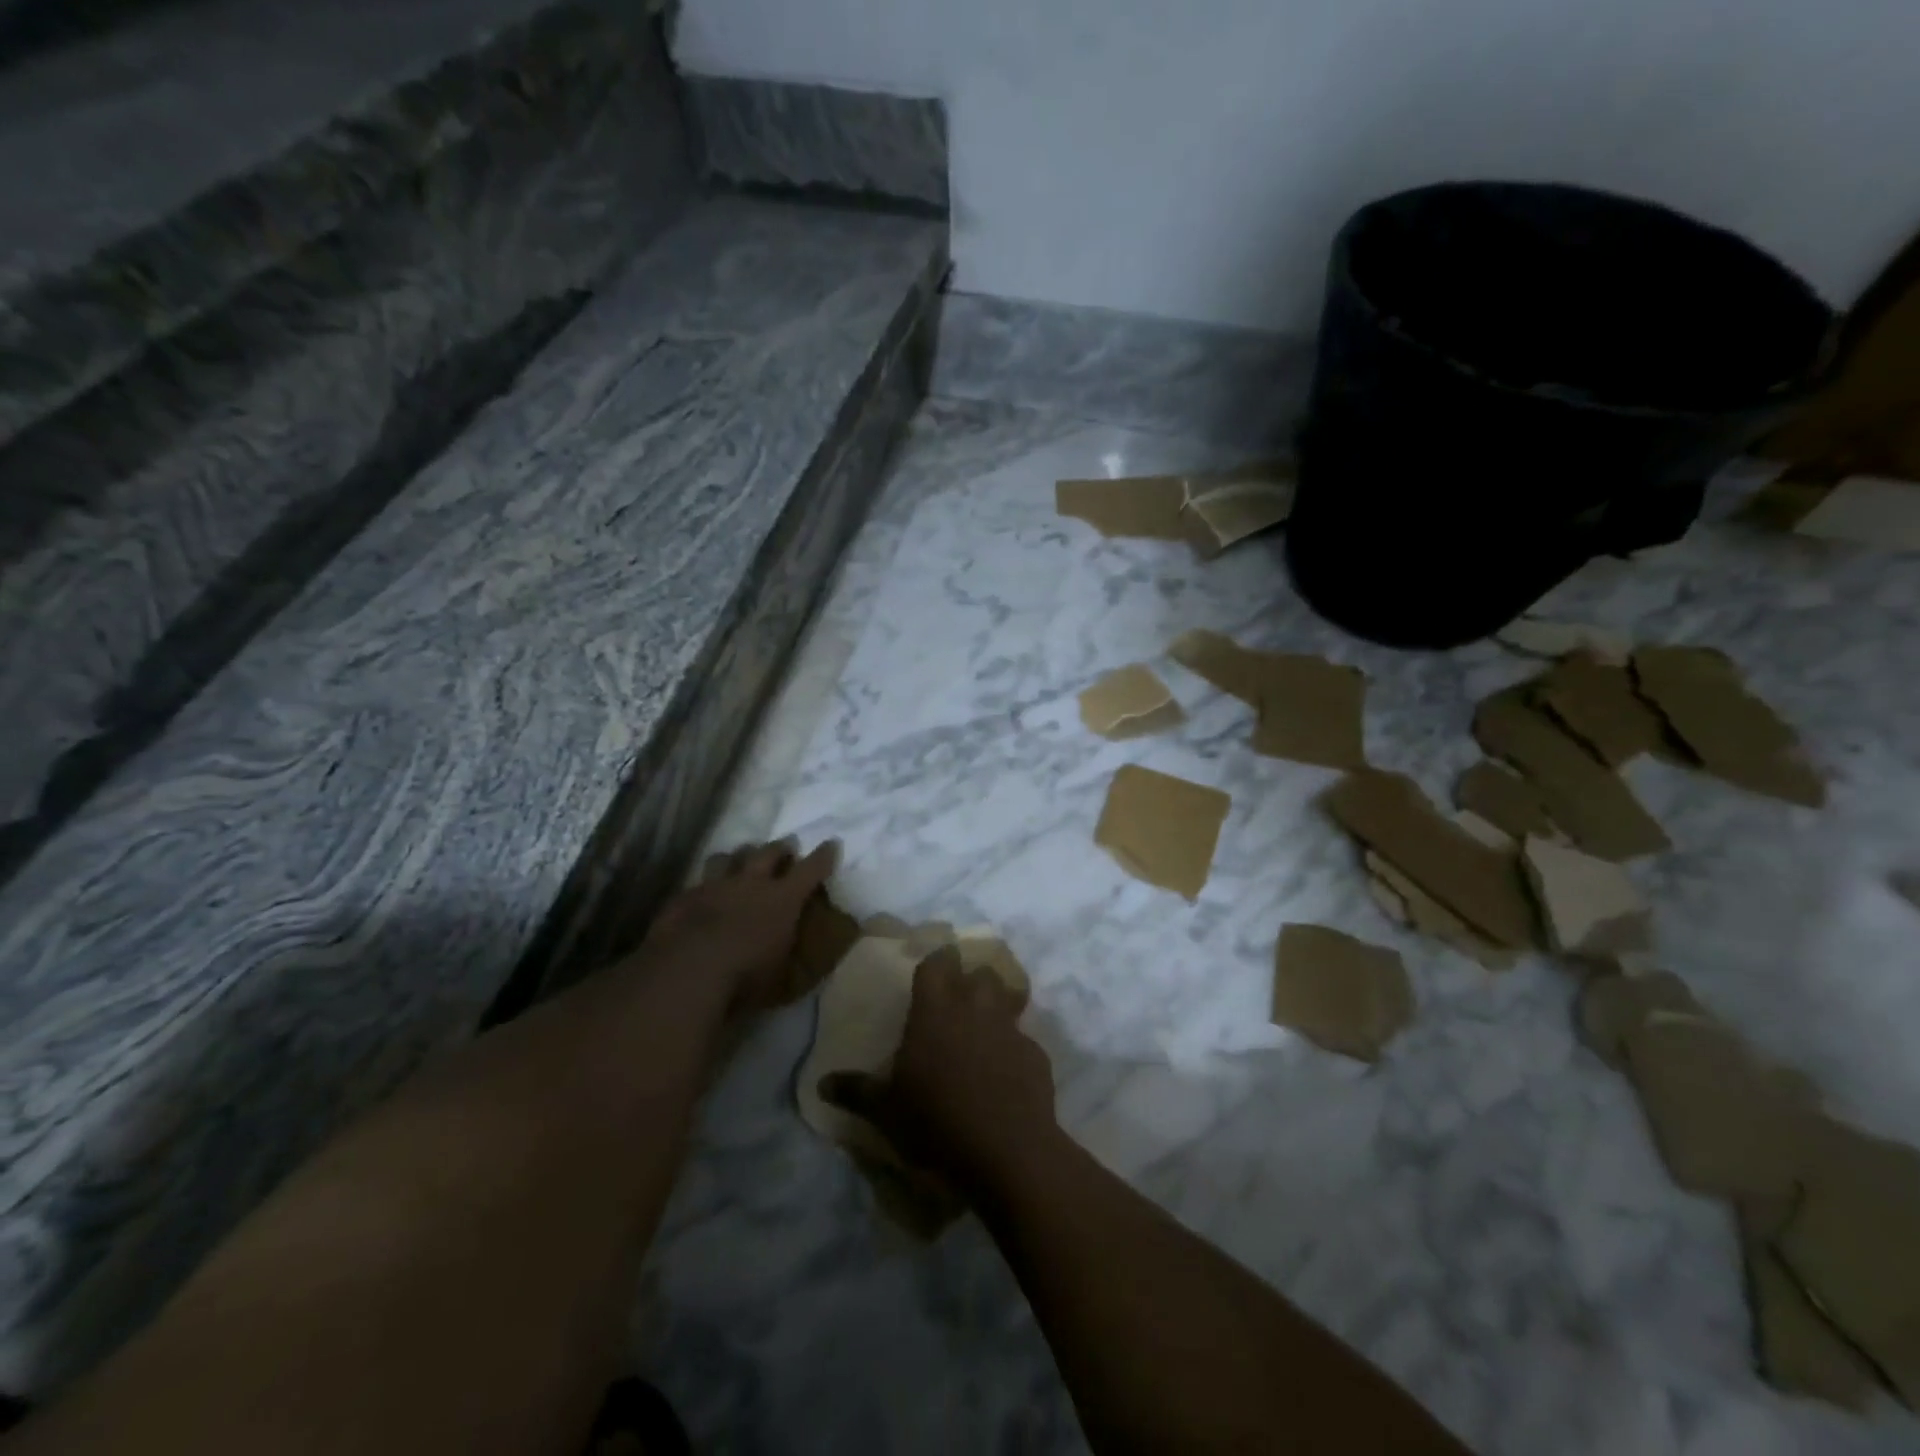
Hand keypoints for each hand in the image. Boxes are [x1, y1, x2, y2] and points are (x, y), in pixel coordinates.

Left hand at [641, 840, 836, 1014]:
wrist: (688, 972)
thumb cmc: (746, 976)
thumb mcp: (782, 974)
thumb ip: (792, 952)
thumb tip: (805, 950)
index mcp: (782, 899)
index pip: (811, 869)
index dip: (823, 856)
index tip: (831, 844)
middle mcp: (750, 883)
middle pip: (768, 852)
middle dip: (780, 848)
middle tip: (785, 849)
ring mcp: (714, 886)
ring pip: (728, 857)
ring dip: (737, 858)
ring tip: (739, 863)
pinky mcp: (684, 897)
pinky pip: (696, 883)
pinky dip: (703, 887)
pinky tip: (701, 897)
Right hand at [819, 948, 1058, 1193]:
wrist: (1007, 1151)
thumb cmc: (937, 1122)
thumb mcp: (886, 1112)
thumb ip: (856, 1091)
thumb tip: (822, 1083)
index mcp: (936, 1011)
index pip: (938, 963)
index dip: (936, 963)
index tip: (931, 972)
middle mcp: (976, 1008)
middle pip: (979, 973)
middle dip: (970, 981)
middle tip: (957, 1003)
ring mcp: (1010, 1028)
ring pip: (1007, 997)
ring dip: (996, 1005)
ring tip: (983, 1030)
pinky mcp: (1036, 1054)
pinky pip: (1023, 1039)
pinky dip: (1014, 1048)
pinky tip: (1006, 1073)